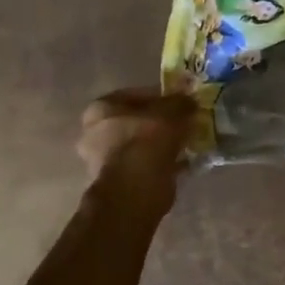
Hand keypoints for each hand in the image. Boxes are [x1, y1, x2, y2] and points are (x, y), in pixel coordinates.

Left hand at [77, 88, 194, 194]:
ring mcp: (103, 160)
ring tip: (185, 144)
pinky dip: (160, 164)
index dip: (162, 98)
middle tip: (184, 125)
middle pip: (135, 122)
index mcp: (100, 108)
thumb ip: (181, 103)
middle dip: (160, 124)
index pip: (135, 95)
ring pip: (139, 145)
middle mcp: (94, 132)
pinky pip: (143, 165)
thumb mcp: (172, 112)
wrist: (136, 188)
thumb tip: (190, 100)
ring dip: (160, 145)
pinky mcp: (116, 182)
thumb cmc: (147, 140)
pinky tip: (181, 163)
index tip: (182, 104)